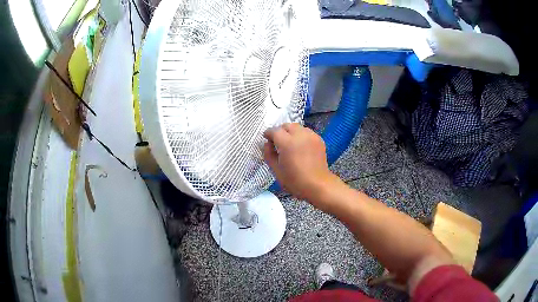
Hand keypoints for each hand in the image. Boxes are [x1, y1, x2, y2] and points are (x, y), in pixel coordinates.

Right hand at [263, 123, 336, 200]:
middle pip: (287, 125)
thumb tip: (267, 144)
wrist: (318, 185)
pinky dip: (301, 136)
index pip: (274, 131)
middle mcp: (300, 135)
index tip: (267, 139)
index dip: (268, 134)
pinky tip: (301, 147)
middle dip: (280, 131)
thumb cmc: (294, 181)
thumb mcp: (276, 170)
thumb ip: (268, 154)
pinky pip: (307, 132)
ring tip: (290, 144)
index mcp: (287, 143)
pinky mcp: (319, 139)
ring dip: (291, 132)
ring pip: (297, 127)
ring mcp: (311, 136)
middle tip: (278, 142)